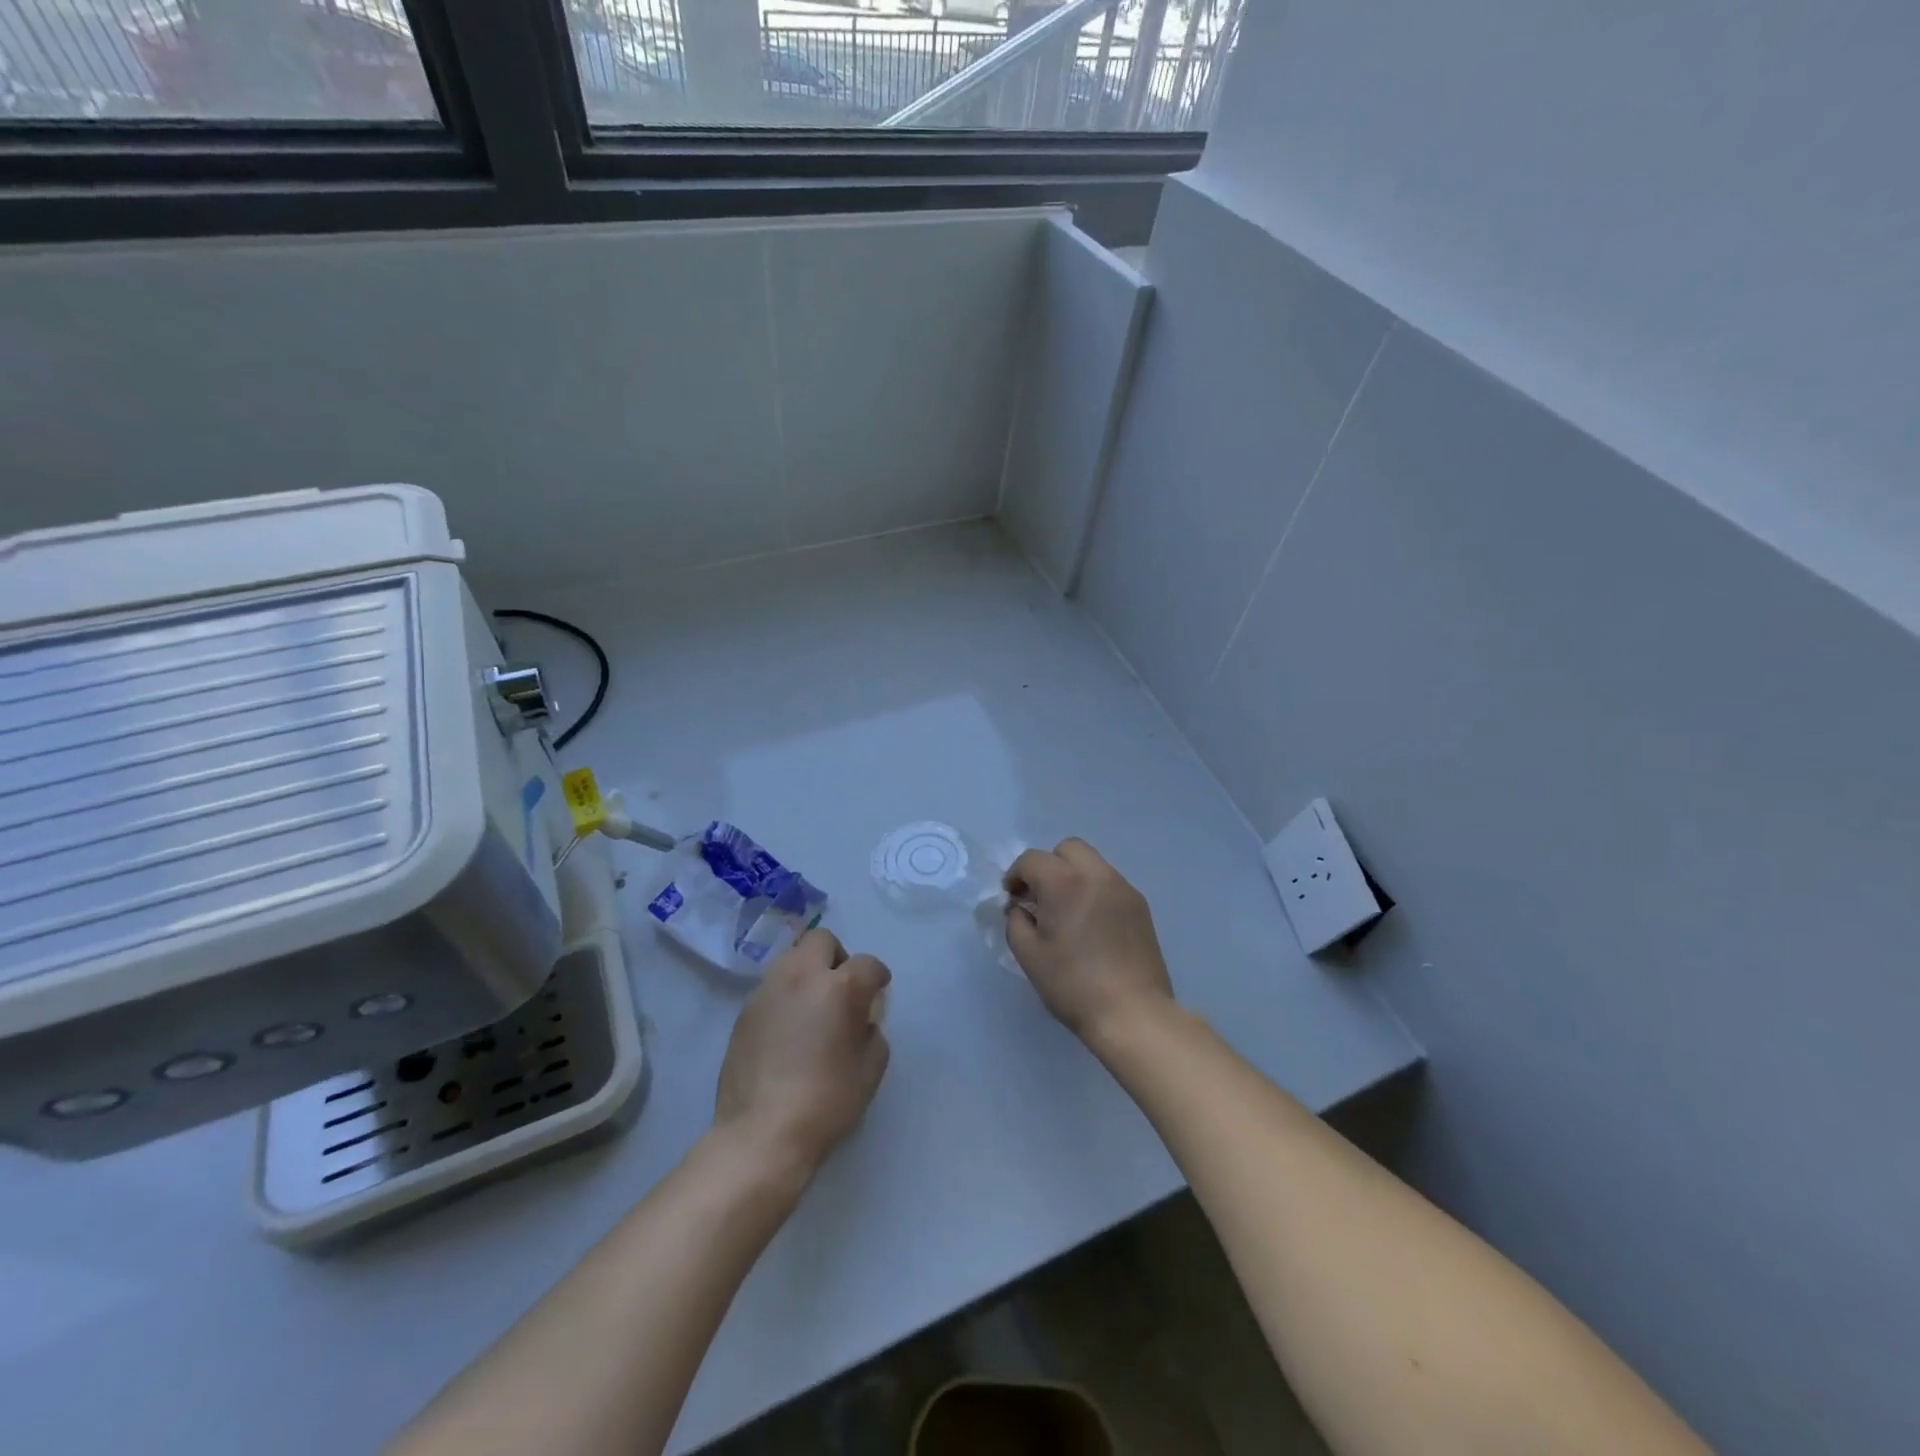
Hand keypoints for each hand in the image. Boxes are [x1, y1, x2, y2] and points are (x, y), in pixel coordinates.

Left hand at [714, 928, 891, 1179]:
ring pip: (792, 958)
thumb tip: (861, 1021)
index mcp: (839, 987)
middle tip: (841, 990)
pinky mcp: (744, 1011)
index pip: (867, 963)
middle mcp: (801, 976)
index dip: (877, 977)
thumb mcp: (870, 1069)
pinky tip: (787, 1030)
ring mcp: (767, 991)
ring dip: (807, 973)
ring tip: (812, 1007)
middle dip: (837, 957)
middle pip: (821, 940)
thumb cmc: (826, 1101)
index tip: (878, 993)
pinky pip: (772, 987)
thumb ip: (872, 1032)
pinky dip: (785, 996)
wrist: (761, 1134)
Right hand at [1004, 838, 1173, 1045]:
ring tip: (1066, 911)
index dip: (1016, 875)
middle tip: (1040, 897)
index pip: (1032, 860)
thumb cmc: (1073, 984)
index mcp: (1064, 882)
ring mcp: (1123, 888)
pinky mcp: (1140, 905)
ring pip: (1092, 863)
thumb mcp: (1029, 955)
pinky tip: (1091, 924)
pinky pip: (1110, 883)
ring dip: (1073, 876)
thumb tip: (1019, 908)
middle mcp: (1097, 874)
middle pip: (1068, 849)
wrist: (1132, 1012)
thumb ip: (1016, 921)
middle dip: (1048, 865)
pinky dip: (1094, 890)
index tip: (1012, 897)